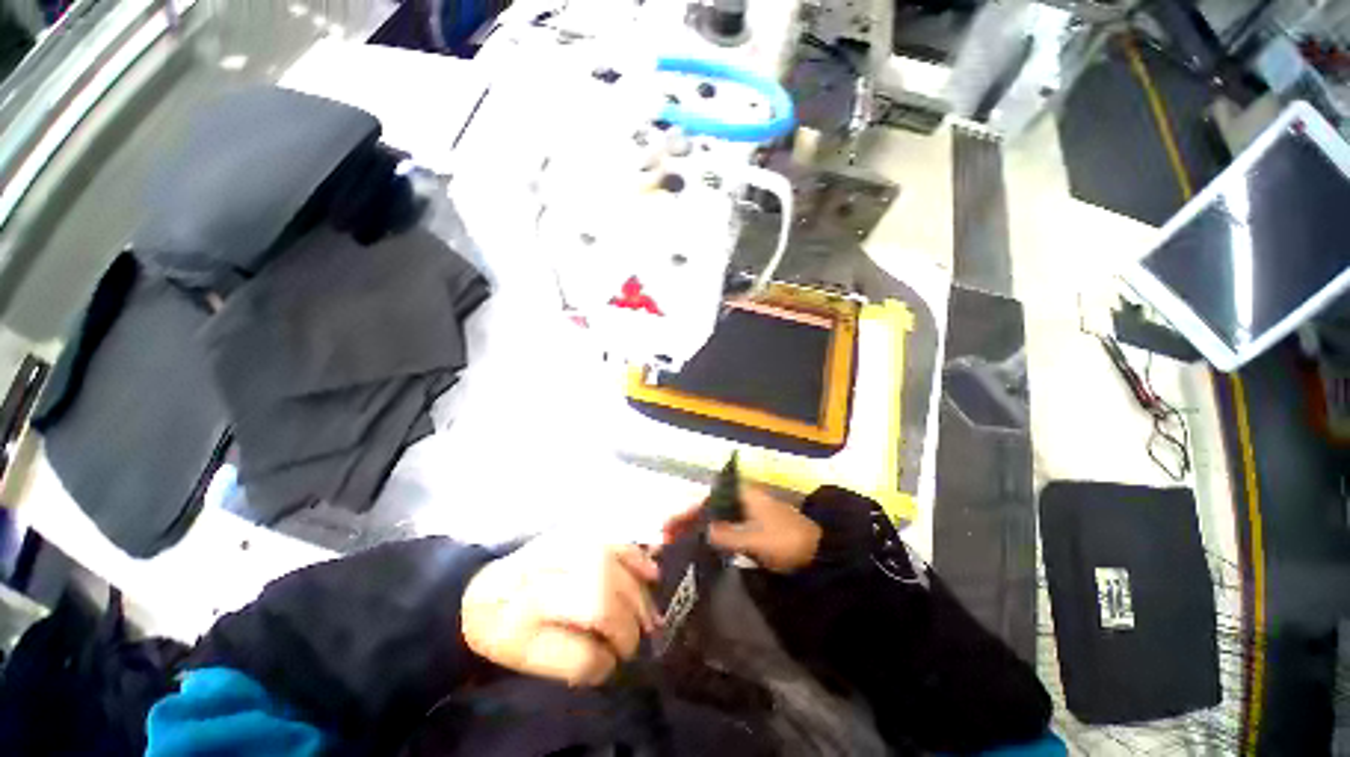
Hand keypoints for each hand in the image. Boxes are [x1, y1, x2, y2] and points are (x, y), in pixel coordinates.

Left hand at [461, 534, 659, 685]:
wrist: (484, 590)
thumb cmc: (504, 630)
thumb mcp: (527, 659)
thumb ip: (573, 660)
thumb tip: (613, 659)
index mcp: (528, 604)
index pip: (582, 621)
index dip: (609, 644)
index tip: (617, 661)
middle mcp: (546, 567)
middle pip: (602, 585)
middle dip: (629, 616)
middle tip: (637, 639)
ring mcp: (562, 541)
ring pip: (611, 557)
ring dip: (637, 587)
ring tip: (648, 613)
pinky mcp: (575, 531)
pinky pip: (611, 538)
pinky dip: (635, 554)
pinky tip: (650, 572)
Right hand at [664, 486, 821, 573]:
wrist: (818, 554)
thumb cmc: (786, 540)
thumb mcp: (755, 539)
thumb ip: (726, 535)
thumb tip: (701, 532)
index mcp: (742, 495)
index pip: (706, 499)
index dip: (686, 512)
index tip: (667, 527)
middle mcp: (741, 499)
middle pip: (707, 507)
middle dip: (687, 520)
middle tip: (667, 538)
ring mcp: (746, 514)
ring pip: (714, 518)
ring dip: (696, 528)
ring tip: (677, 543)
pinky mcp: (751, 529)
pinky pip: (723, 529)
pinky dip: (709, 536)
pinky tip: (699, 547)